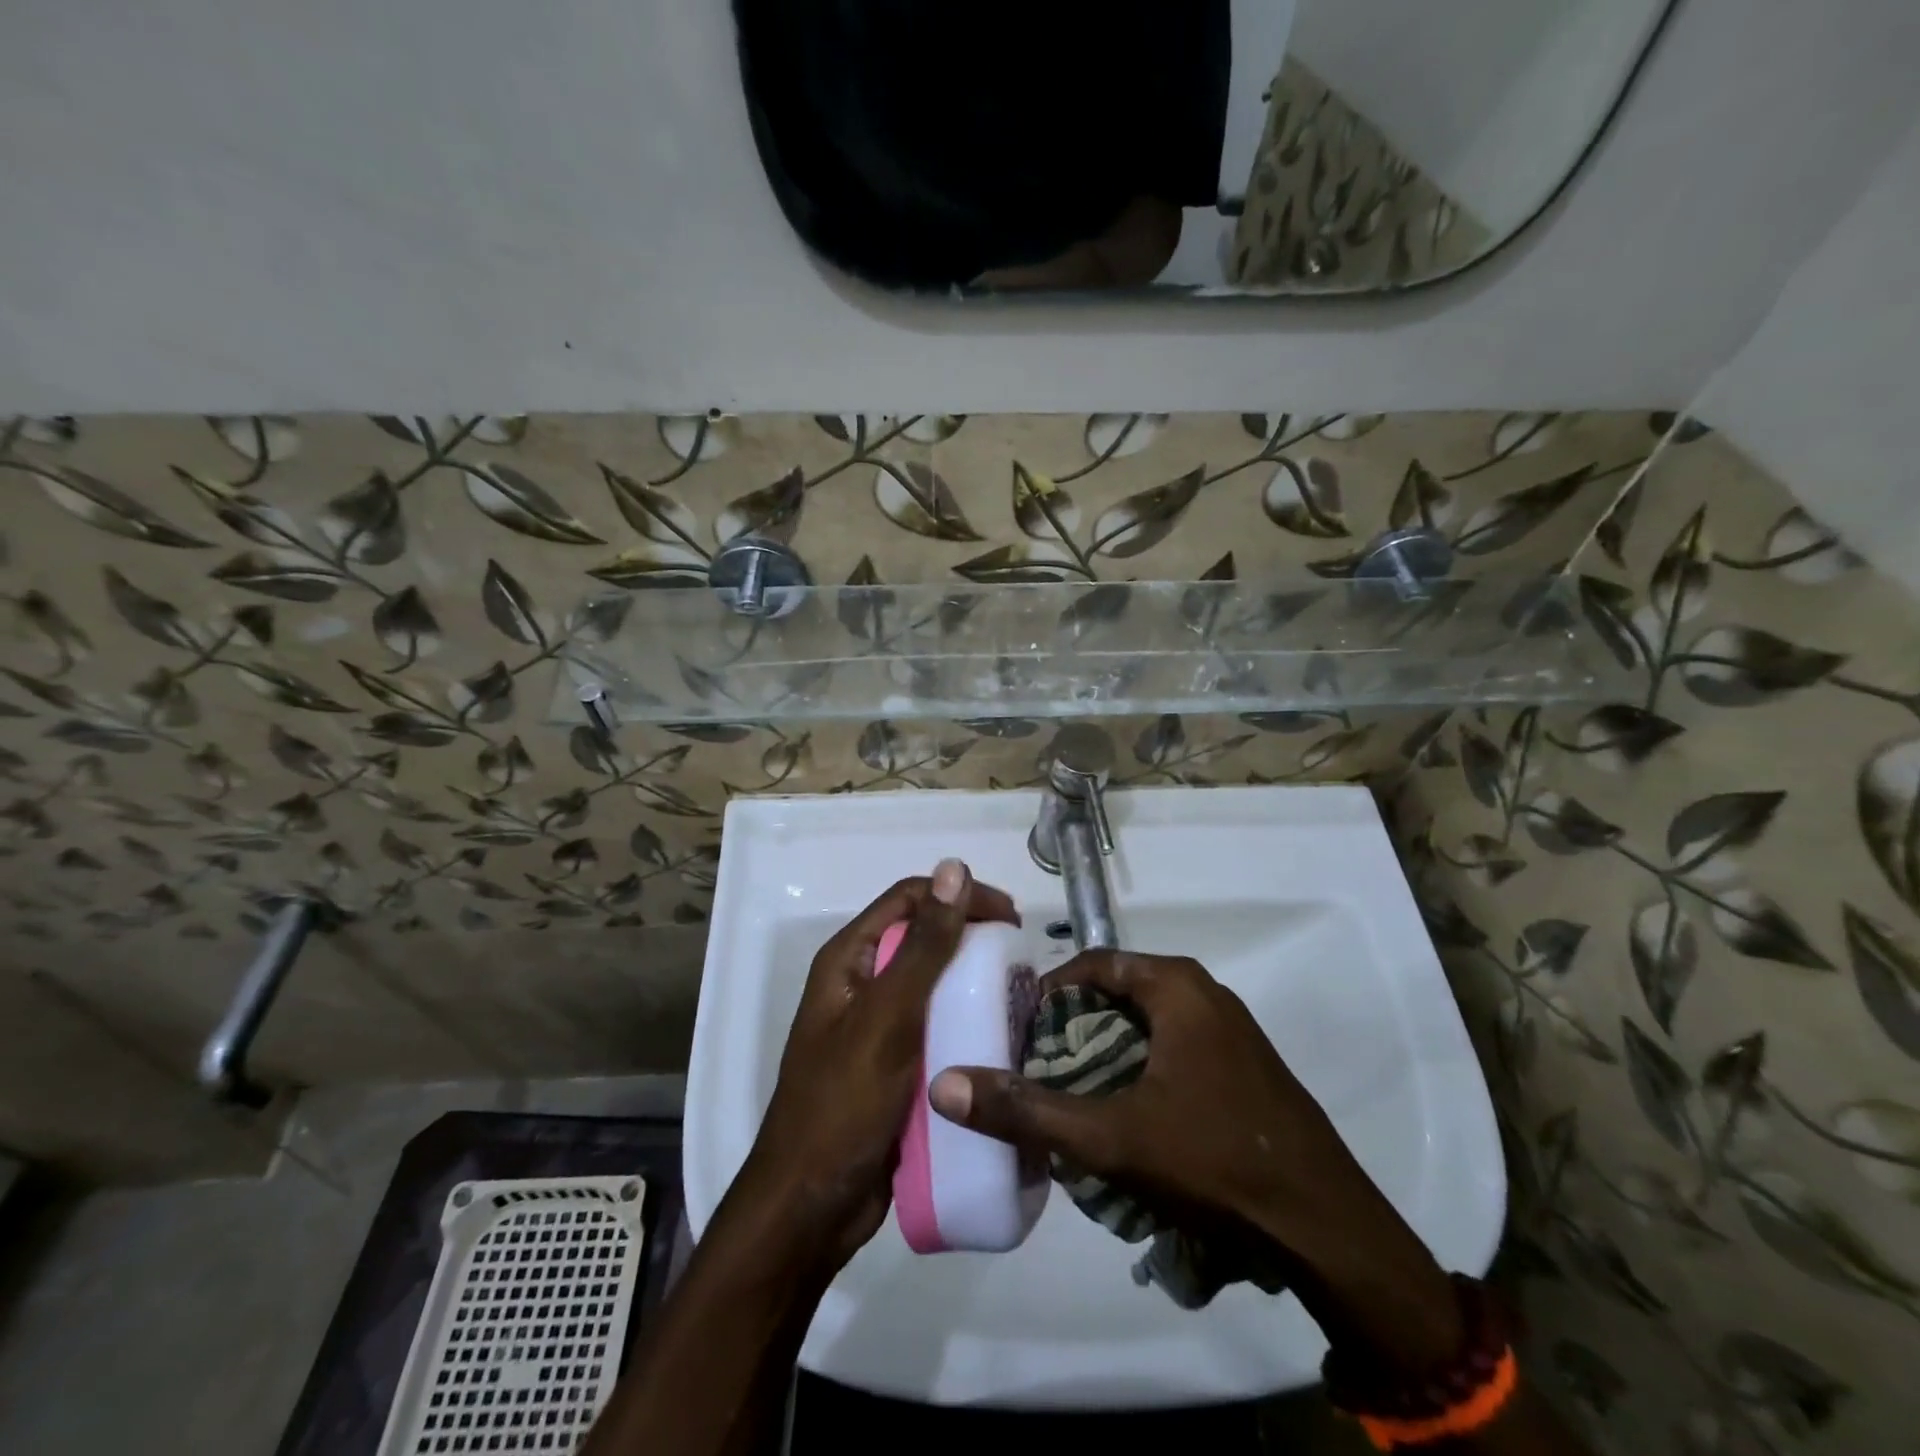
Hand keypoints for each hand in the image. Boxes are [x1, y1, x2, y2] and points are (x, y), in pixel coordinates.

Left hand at [731, 858, 1018, 1275]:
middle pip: (923, 938)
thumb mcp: (888, 1017)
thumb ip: (925, 945)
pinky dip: (966, 1021)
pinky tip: (999, 1035)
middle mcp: (861, 983)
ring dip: (973, 981)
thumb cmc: (844, 1104)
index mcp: (849, 960)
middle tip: (1021, 959)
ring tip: (1019, 996)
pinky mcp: (893, 1064)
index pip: (910, 898)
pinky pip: (936, 1025)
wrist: (811, 1208)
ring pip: (933, 984)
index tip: (1012, 918)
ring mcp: (876, 1026)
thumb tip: (954, 867)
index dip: (959, 895)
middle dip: (972, 938)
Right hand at [928, 950, 1464, 1374]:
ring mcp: (1230, 1030)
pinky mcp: (1243, 1066)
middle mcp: (1205, 993)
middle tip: (1035, 1062)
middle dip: (1074, 1023)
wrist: (1325, 1228)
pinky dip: (1139, 1065)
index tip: (1017, 1027)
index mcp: (1177, 986)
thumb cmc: (1213, 1160)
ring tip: (1068, 1088)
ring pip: (1147, 1022)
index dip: (1049, 990)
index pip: (1093, 963)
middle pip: (1119, 991)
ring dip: (1106, 1048)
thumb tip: (945, 1084)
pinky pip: (1174, 1047)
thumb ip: (1027, 1110)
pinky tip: (1123, 1112)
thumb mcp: (1109, 1137)